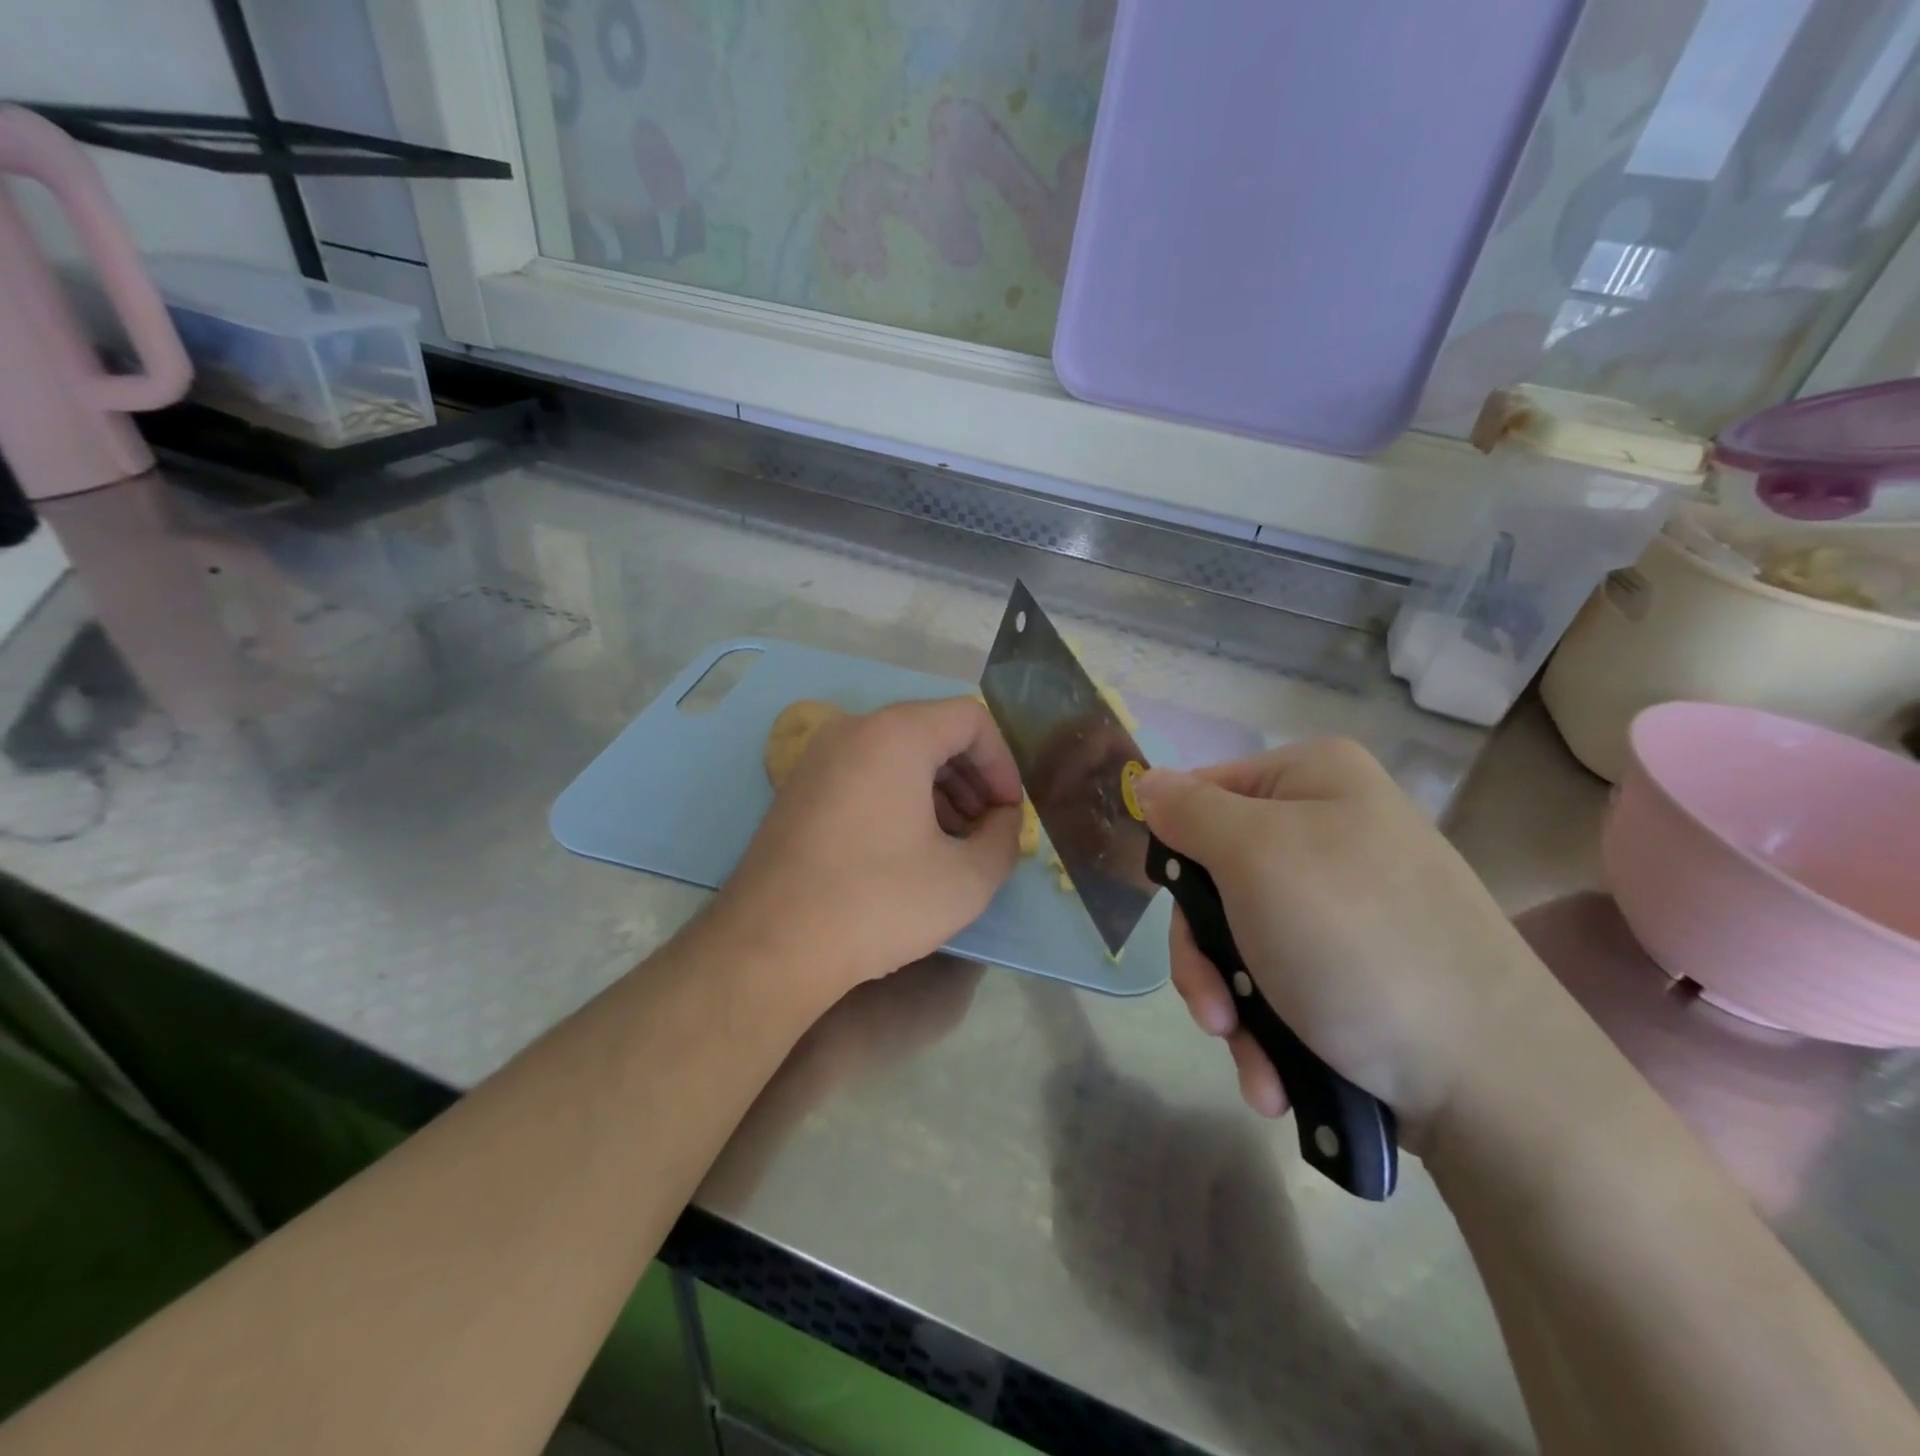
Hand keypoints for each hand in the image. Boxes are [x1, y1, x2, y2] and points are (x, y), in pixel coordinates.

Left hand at [716, 697, 1024, 1001]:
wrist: (771, 946)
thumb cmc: (878, 903)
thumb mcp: (966, 880)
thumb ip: (1004, 839)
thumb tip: (1002, 820)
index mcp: (895, 735)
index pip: (970, 718)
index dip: (1003, 762)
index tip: (1009, 811)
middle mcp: (852, 730)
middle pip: (932, 731)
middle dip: (972, 777)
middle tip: (986, 828)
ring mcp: (817, 758)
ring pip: (897, 753)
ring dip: (937, 789)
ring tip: (952, 842)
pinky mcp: (797, 789)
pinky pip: (864, 773)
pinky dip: (898, 796)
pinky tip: (907, 847)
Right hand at [1135, 738, 1550, 1145]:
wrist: (1495, 1085)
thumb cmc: (1355, 942)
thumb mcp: (1254, 858)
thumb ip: (1189, 812)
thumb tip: (1147, 781)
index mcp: (1315, 779)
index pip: (1201, 794)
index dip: (1176, 853)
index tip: (1173, 909)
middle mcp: (1334, 829)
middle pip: (1216, 876)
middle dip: (1203, 954)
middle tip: (1213, 1011)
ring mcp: (1348, 902)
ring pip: (1241, 938)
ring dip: (1230, 1003)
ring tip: (1252, 1060)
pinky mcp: (1358, 965)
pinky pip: (1281, 978)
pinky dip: (1267, 1028)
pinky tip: (1275, 1075)